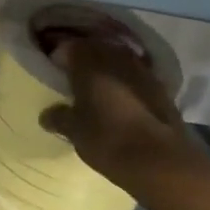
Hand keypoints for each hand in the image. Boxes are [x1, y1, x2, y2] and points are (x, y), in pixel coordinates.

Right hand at [41, 34, 205, 194]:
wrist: (162, 162)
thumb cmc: (108, 139)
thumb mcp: (74, 131)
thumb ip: (59, 117)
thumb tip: (47, 114)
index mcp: (88, 63)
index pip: (68, 47)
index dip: (59, 56)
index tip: (54, 69)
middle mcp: (116, 58)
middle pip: (96, 49)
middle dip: (85, 59)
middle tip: (74, 76)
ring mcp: (142, 71)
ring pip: (119, 60)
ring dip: (108, 69)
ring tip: (98, 87)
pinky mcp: (162, 89)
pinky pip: (137, 76)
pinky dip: (127, 82)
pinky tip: (122, 99)